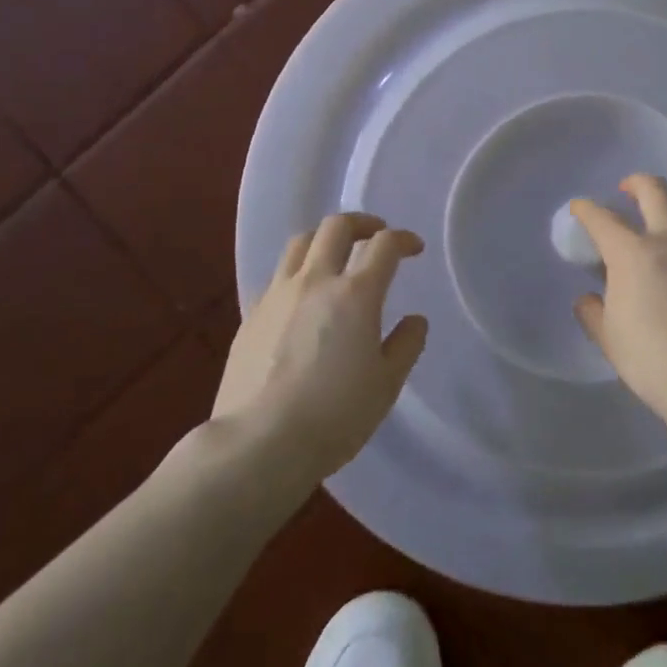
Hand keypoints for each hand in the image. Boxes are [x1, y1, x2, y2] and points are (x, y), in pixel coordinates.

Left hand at [213, 213, 428, 480]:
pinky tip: (303, 296)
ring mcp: (278, 295)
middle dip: (362, 223)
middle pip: (336, 227)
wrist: (259, 443)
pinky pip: (278, 276)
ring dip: (324, 239)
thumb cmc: (335, 415)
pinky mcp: (251, 315)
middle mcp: (315, 281)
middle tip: (375, 235)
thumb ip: (405, 346)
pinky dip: (298, 271)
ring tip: (336, 255)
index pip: (384, 246)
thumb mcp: (386, 385)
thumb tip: (415, 320)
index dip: (403, 239)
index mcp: (356, 294)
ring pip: (300, 243)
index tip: (413, 249)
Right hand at [571, 175, 666, 419]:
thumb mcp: (610, 339)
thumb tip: (589, 299)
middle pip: (655, 191)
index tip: (579, 208)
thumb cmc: (652, 358)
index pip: (602, 219)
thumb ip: (595, 313)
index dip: (586, 209)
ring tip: (664, 220)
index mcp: (631, 254)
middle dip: (636, 183)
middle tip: (627, 190)